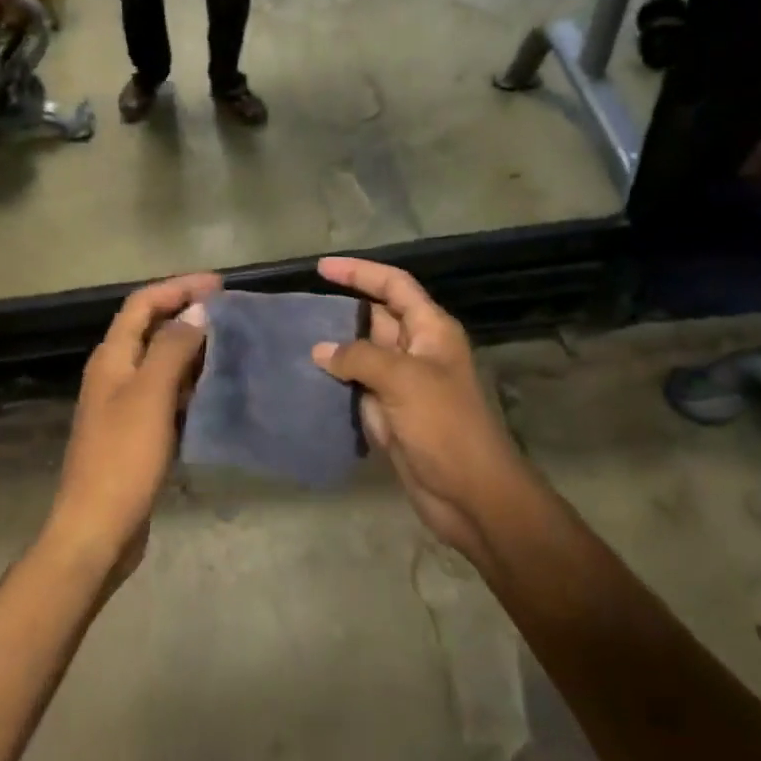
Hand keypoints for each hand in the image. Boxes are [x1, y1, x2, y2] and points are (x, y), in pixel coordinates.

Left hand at [40, 273, 219, 583]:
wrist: (98, 528)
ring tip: (234, 347)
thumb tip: (198, 312)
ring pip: (162, 364)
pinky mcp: (138, 434)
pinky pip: (167, 396)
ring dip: (193, 350)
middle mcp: (115, 375)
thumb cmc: (123, 458)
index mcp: (112, 358)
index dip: (178, 288)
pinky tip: (218, 390)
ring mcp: (125, 406)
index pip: (142, 304)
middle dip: (188, 315)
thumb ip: (173, 349)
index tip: (220, 285)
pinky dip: (191, 385)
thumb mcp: (150, 396)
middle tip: (234, 315)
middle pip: (151, 330)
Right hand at [310, 257, 533, 561]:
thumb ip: (359, 357)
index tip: (321, 268)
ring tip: (291, 340)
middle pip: (376, 318)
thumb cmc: (444, 426)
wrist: (469, 493)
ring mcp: (403, 385)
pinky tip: (305, 380)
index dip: (360, 272)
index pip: (394, 285)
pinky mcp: (391, 415)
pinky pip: (357, 389)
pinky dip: (335, 383)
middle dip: (341, 310)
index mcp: (431, 330)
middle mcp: (417, 351)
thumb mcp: (404, 380)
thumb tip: (321, 351)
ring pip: (363, 355)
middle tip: (296, 309)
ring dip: (333, 349)